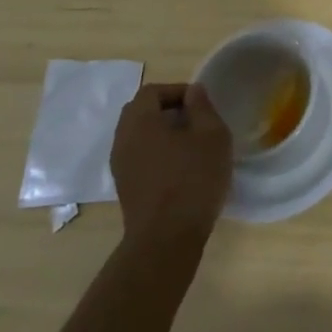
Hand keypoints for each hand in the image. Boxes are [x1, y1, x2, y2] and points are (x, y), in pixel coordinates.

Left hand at [109, 83, 231, 257]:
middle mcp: (122, 140)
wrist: (166, 240)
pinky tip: (179, 167)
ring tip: (190, 145)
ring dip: (161, 133)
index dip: (177, 91)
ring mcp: (120, 167)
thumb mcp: (212, 135)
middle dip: (167, 109)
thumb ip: (202, 107)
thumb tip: (193, 91)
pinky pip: (138, 157)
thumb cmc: (192, 179)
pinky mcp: (125, 188)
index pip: (152, 91)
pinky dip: (156, 153)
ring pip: (138, 136)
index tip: (200, 105)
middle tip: (195, 121)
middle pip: (140, 112)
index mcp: (139, 122)